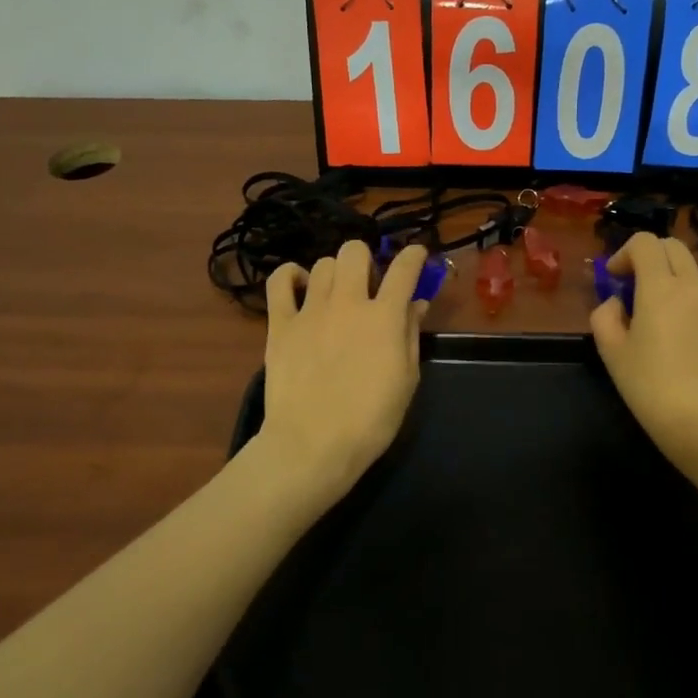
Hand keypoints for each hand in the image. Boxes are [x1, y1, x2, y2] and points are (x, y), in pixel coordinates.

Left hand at [260, 240, 429, 506]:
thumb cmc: (370, 420)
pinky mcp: (280, 324)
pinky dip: (291, 276)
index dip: (414, 255)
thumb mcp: (406, 380)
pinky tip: (301, 287)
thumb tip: (416, 304)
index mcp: (384, 316)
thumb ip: (411, 335)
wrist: (312, 446)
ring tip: (337, 294)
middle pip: (355, 251)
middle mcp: (348, 302)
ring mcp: (310, 310)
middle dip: (367, 259)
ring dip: (335, 273)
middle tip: (370, 285)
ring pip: (323, 264)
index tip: (417, 256)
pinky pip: (279, 281)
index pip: (404, 268)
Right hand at [590, 233, 697, 477]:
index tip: (613, 281)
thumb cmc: (651, 388)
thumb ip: (605, 317)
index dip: (623, 253)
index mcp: (661, 288)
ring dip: (665, 277)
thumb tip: (616, 305)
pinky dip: (681, 297)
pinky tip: (671, 334)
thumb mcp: (612, 353)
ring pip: (688, 270)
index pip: (645, 242)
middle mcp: (692, 287)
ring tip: (648, 314)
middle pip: (672, 247)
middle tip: (629, 287)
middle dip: (647, 257)